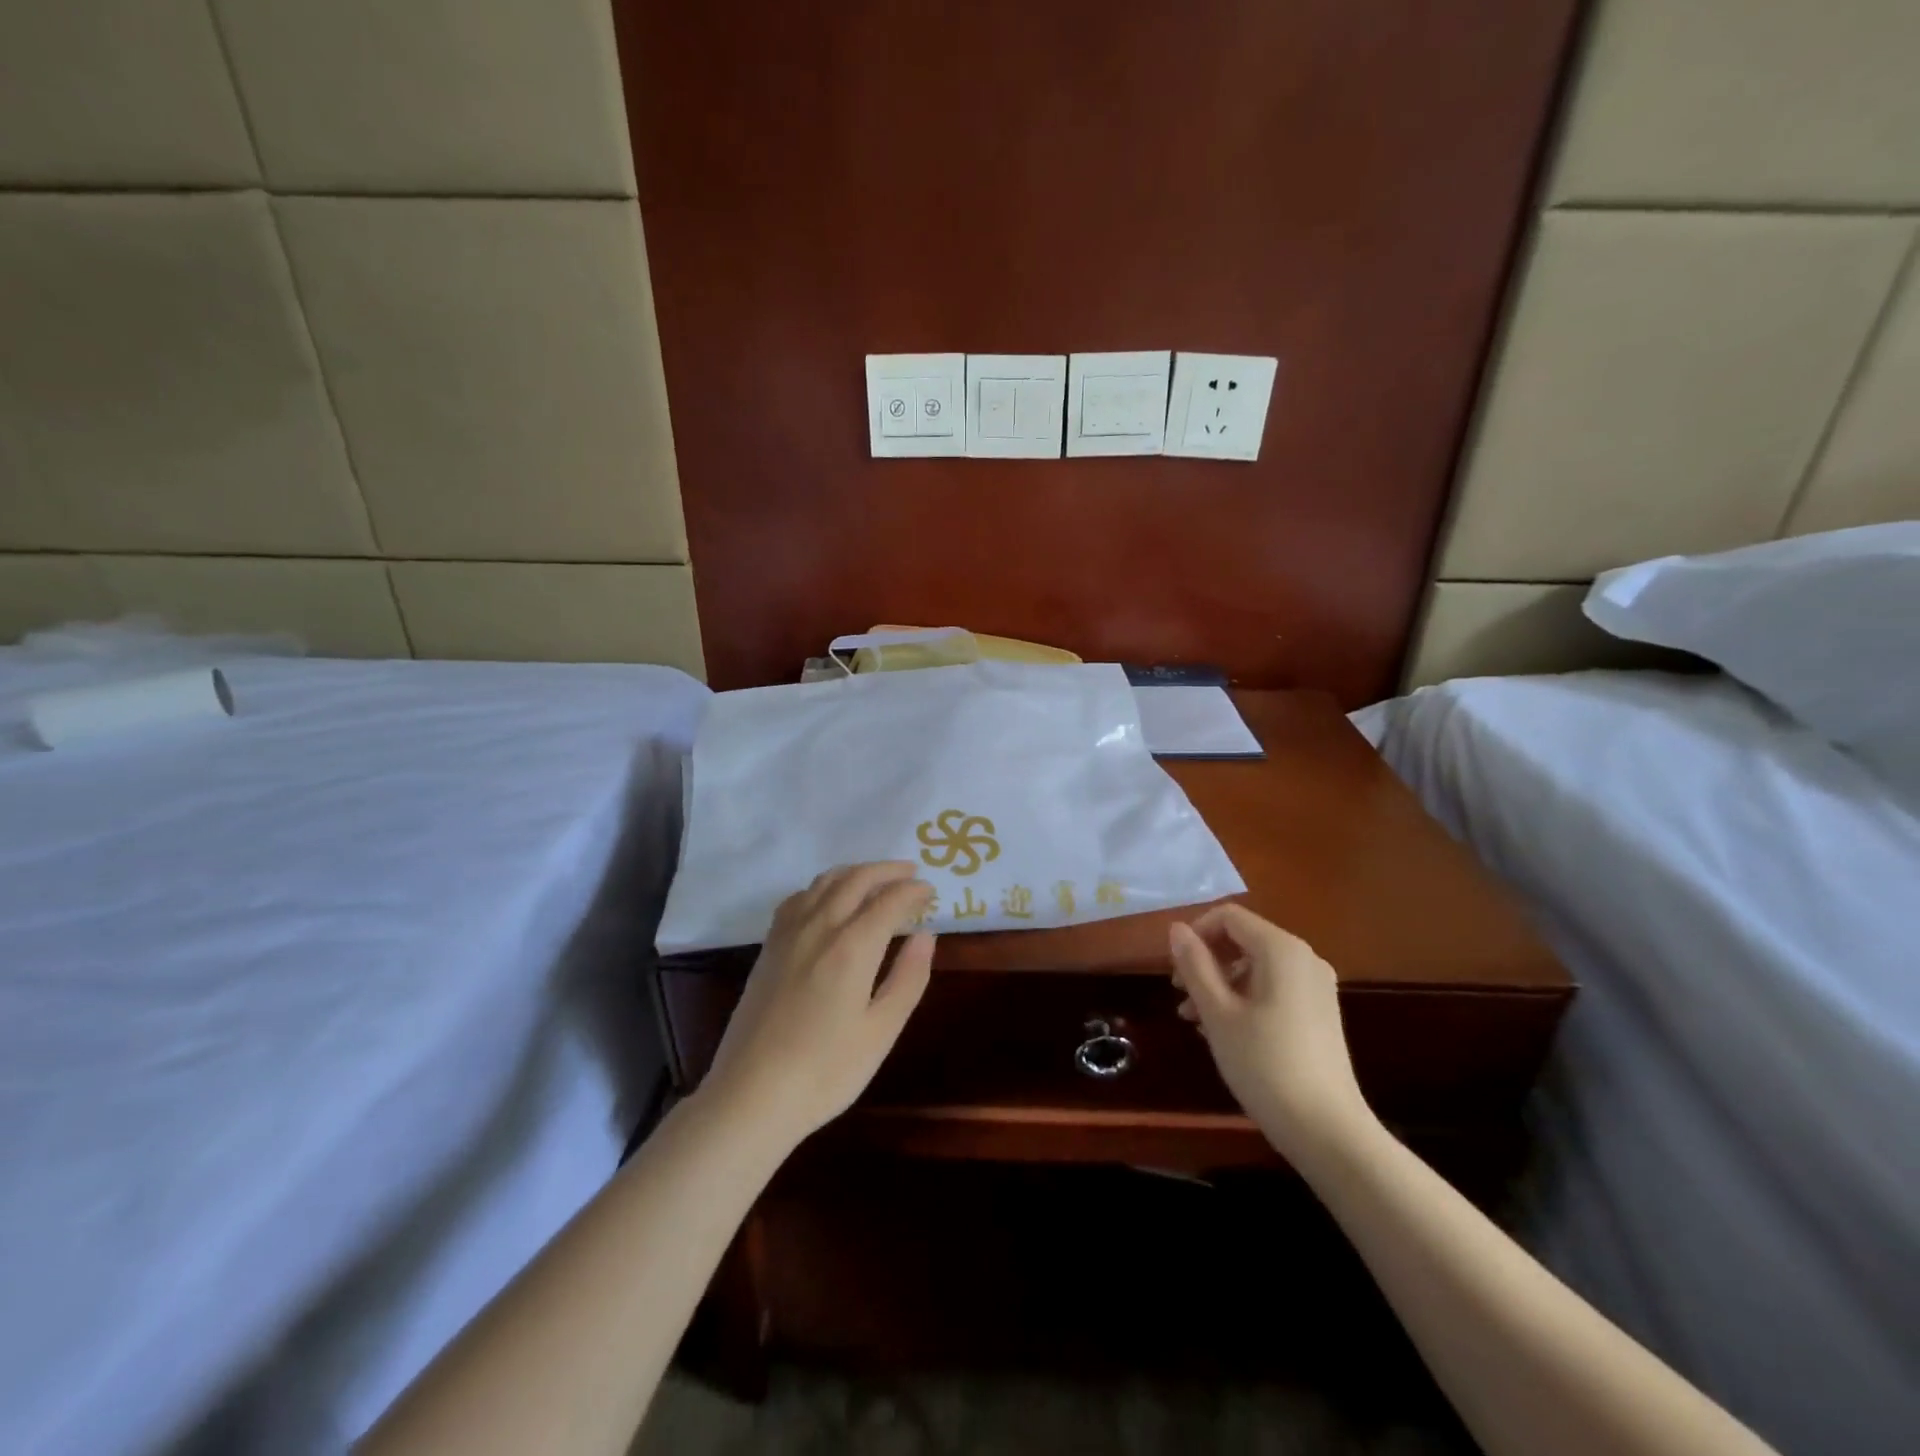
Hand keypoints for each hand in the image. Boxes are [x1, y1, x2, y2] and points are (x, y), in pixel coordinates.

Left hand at [700, 862, 934, 1149]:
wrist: (751, 1095)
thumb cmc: (826, 1071)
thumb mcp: (881, 1031)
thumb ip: (908, 978)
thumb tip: (926, 936)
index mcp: (852, 947)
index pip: (890, 901)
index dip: (914, 892)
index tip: (931, 892)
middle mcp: (820, 927)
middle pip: (856, 880)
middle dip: (887, 871)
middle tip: (910, 873)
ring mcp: (789, 934)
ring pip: (825, 881)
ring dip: (855, 872)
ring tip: (875, 879)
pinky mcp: (769, 946)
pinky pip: (798, 898)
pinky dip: (822, 887)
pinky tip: (827, 899)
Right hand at [1169, 904, 1376, 1169]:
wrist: (1328, 1131)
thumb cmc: (1264, 1064)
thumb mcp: (1217, 1012)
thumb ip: (1194, 964)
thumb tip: (1177, 929)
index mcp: (1281, 949)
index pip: (1228, 917)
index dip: (1196, 935)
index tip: (1175, 970)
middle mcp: (1304, 958)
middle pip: (1243, 940)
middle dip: (1206, 963)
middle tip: (1181, 998)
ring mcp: (1316, 987)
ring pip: (1256, 967)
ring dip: (1220, 985)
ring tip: (1196, 1021)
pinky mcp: (1320, 1013)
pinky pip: (1273, 989)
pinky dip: (1244, 999)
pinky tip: (1225, 1033)